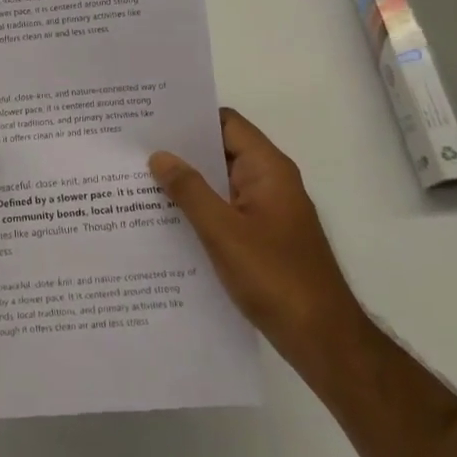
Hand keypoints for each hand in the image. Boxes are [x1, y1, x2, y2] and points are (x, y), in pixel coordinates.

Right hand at [149, 108, 365, 373]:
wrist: (322, 339)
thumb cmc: (275, 277)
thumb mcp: (223, 232)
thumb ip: (190, 191)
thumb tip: (160, 156)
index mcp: (268, 169)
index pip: (226, 123)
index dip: (190, 117)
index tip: (151, 119)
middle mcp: (270, 182)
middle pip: (221, 151)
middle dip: (181, 151)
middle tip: (134, 150)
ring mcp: (267, 211)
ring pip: (220, 184)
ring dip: (188, 183)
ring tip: (139, 181)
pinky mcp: (263, 237)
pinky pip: (225, 211)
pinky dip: (199, 210)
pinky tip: (166, 221)